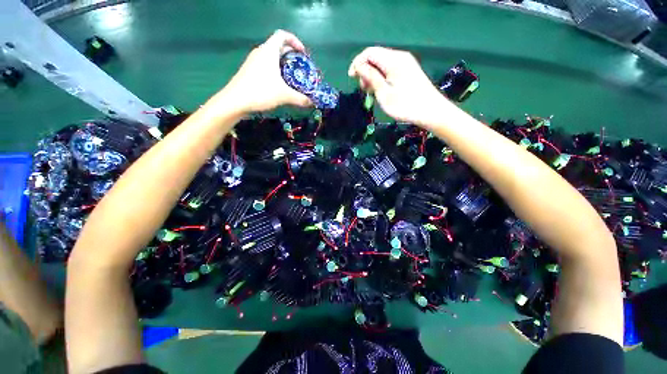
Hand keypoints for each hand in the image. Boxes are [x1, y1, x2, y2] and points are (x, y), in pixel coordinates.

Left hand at [220, 30, 311, 112]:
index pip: (282, 35)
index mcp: (269, 51)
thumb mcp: (284, 95)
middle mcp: (261, 52)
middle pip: (278, 46)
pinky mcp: (250, 71)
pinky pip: (266, 65)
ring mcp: (253, 61)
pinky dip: (275, 71)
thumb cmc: (261, 92)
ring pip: (272, 57)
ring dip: (283, 64)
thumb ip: (300, 98)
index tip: (303, 53)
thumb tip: (312, 102)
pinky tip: (280, 84)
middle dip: (292, 55)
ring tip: (292, 77)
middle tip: (301, 68)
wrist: (236, 101)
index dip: (295, 41)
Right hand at [348, 47, 448, 125]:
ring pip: (382, 63)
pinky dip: (382, 77)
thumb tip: (359, 66)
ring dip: (373, 75)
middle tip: (363, 89)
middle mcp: (400, 57)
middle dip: (365, 70)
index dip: (358, 63)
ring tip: (371, 91)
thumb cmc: (405, 105)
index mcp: (393, 60)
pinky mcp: (409, 70)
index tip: (351, 78)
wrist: (430, 111)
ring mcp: (406, 63)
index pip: (369, 52)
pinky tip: (381, 89)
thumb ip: (371, 77)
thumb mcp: (384, 93)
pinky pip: (390, 68)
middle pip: (376, 56)